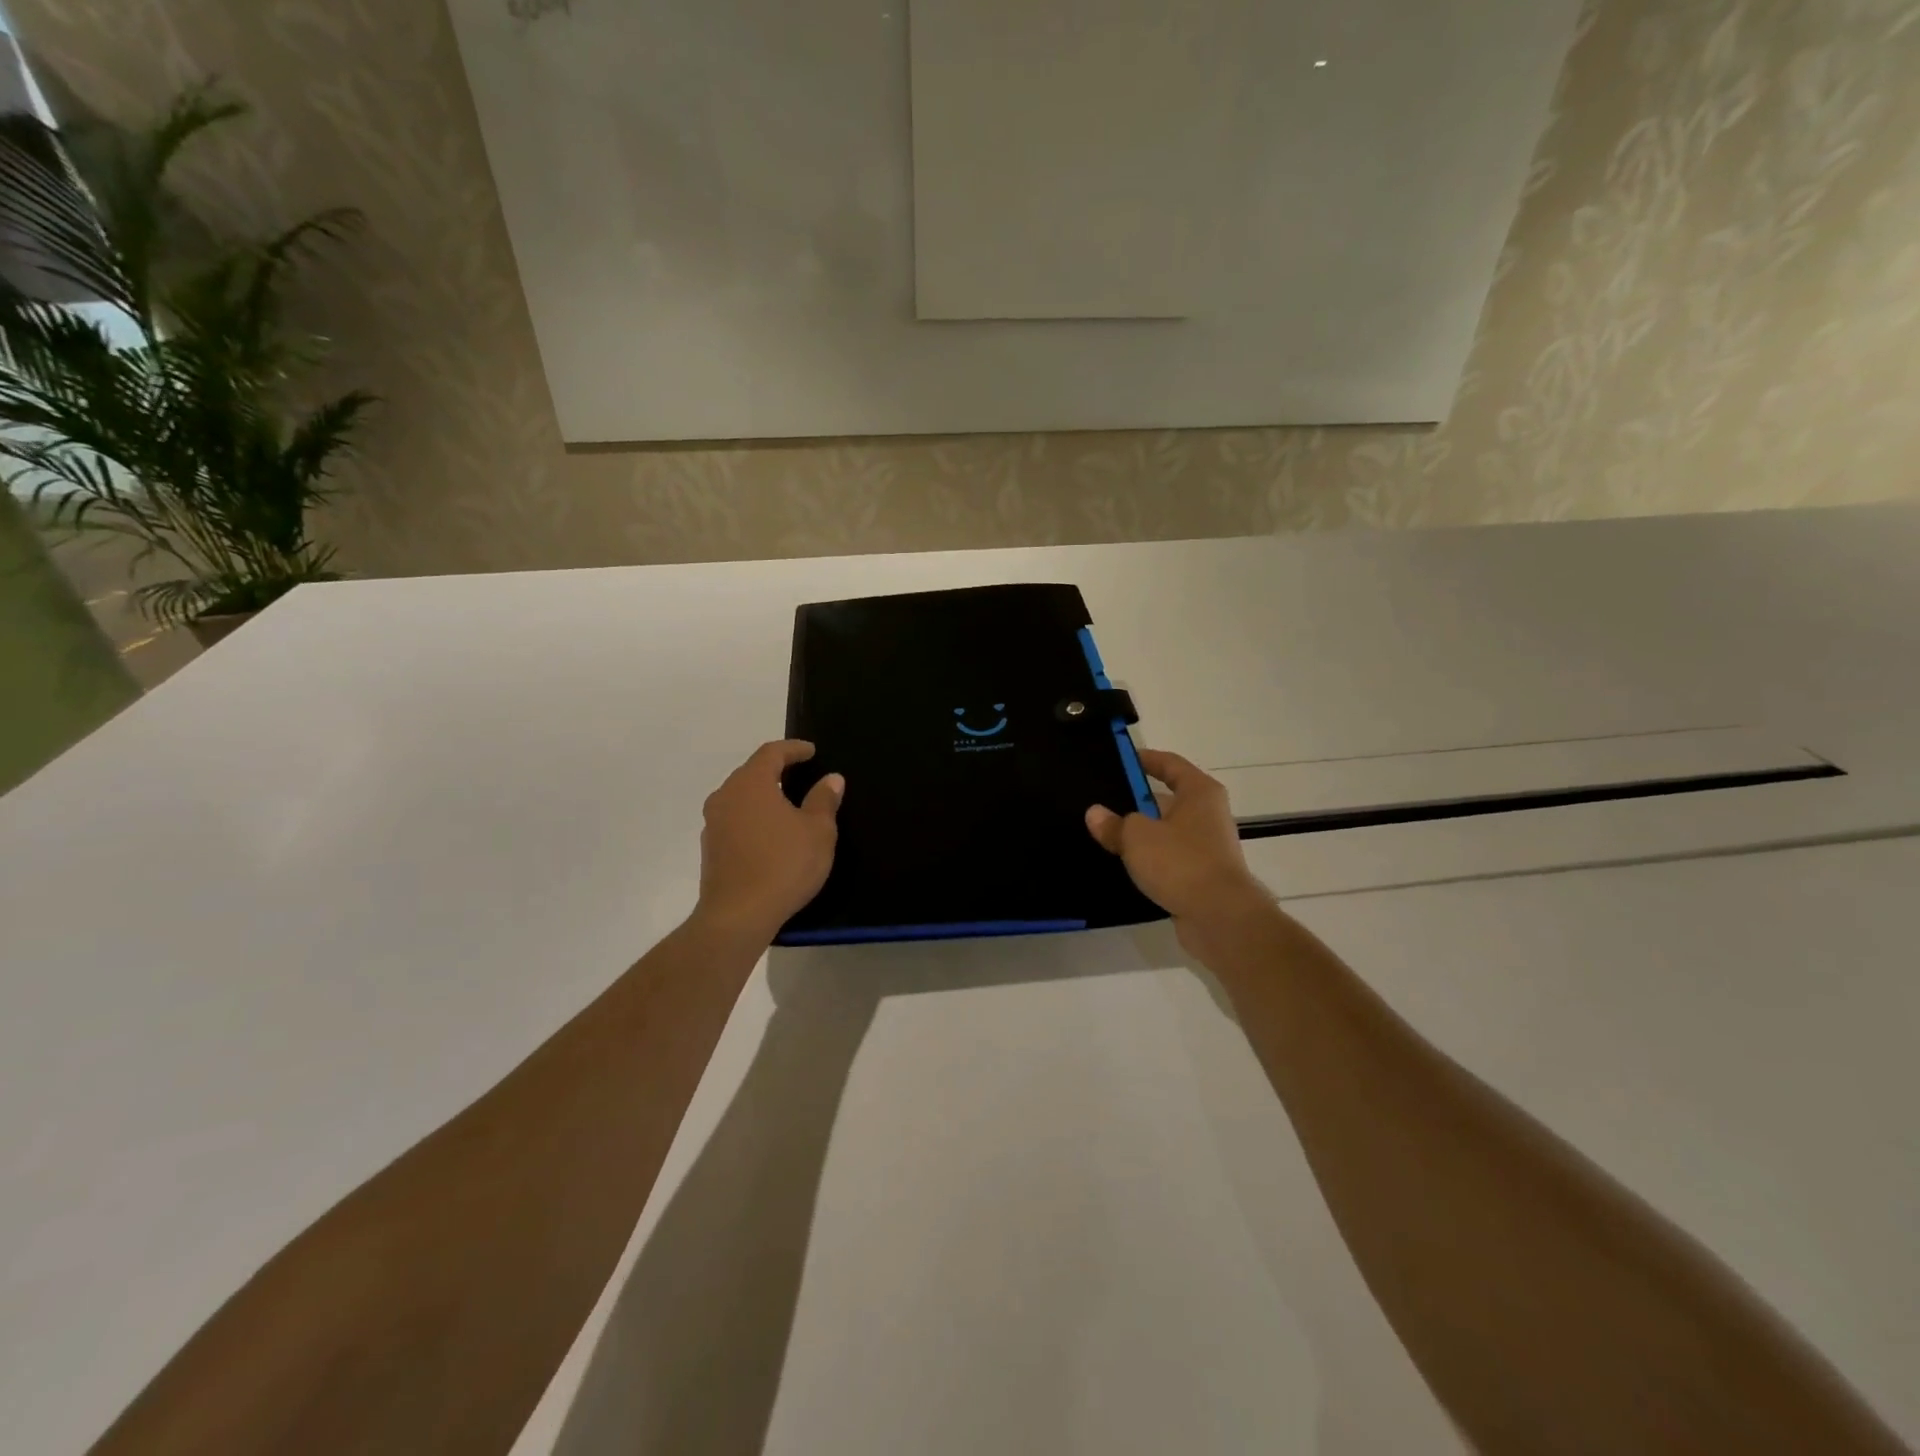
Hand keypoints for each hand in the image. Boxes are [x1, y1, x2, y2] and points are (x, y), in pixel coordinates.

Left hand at [695, 741, 843, 943]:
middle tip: (800, 774)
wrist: (737, 916)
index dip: (793, 749)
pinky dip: (753, 818)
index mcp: (751, 783)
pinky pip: (734, 820)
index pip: (771, 753)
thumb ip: (823, 800)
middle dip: (776, 770)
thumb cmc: (783, 865)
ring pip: (740, 797)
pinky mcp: (710, 848)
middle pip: (751, 772)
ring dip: (763, 795)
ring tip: (786, 804)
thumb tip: (831, 779)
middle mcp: (726, 796)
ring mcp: (713, 823)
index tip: (811, 751)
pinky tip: (769, 834)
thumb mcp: (818, 832)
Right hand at [1086, 749, 1273, 955]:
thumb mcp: (1137, 837)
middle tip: (1102, 801)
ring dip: (1141, 834)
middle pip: (1167, 799)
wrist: (1220, 917)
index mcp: (1200, 793)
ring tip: (1105, 835)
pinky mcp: (1201, 876)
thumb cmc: (1181, 862)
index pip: (1170, 764)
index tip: (1120, 760)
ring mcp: (1206, 847)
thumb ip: (1114, 823)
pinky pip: (1168, 859)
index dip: (1145, 759)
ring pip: (1166, 832)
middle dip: (1136, 801)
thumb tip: (1095, 814)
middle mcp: (1208, 815)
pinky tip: (1123, 866)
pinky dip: (1149, 860)